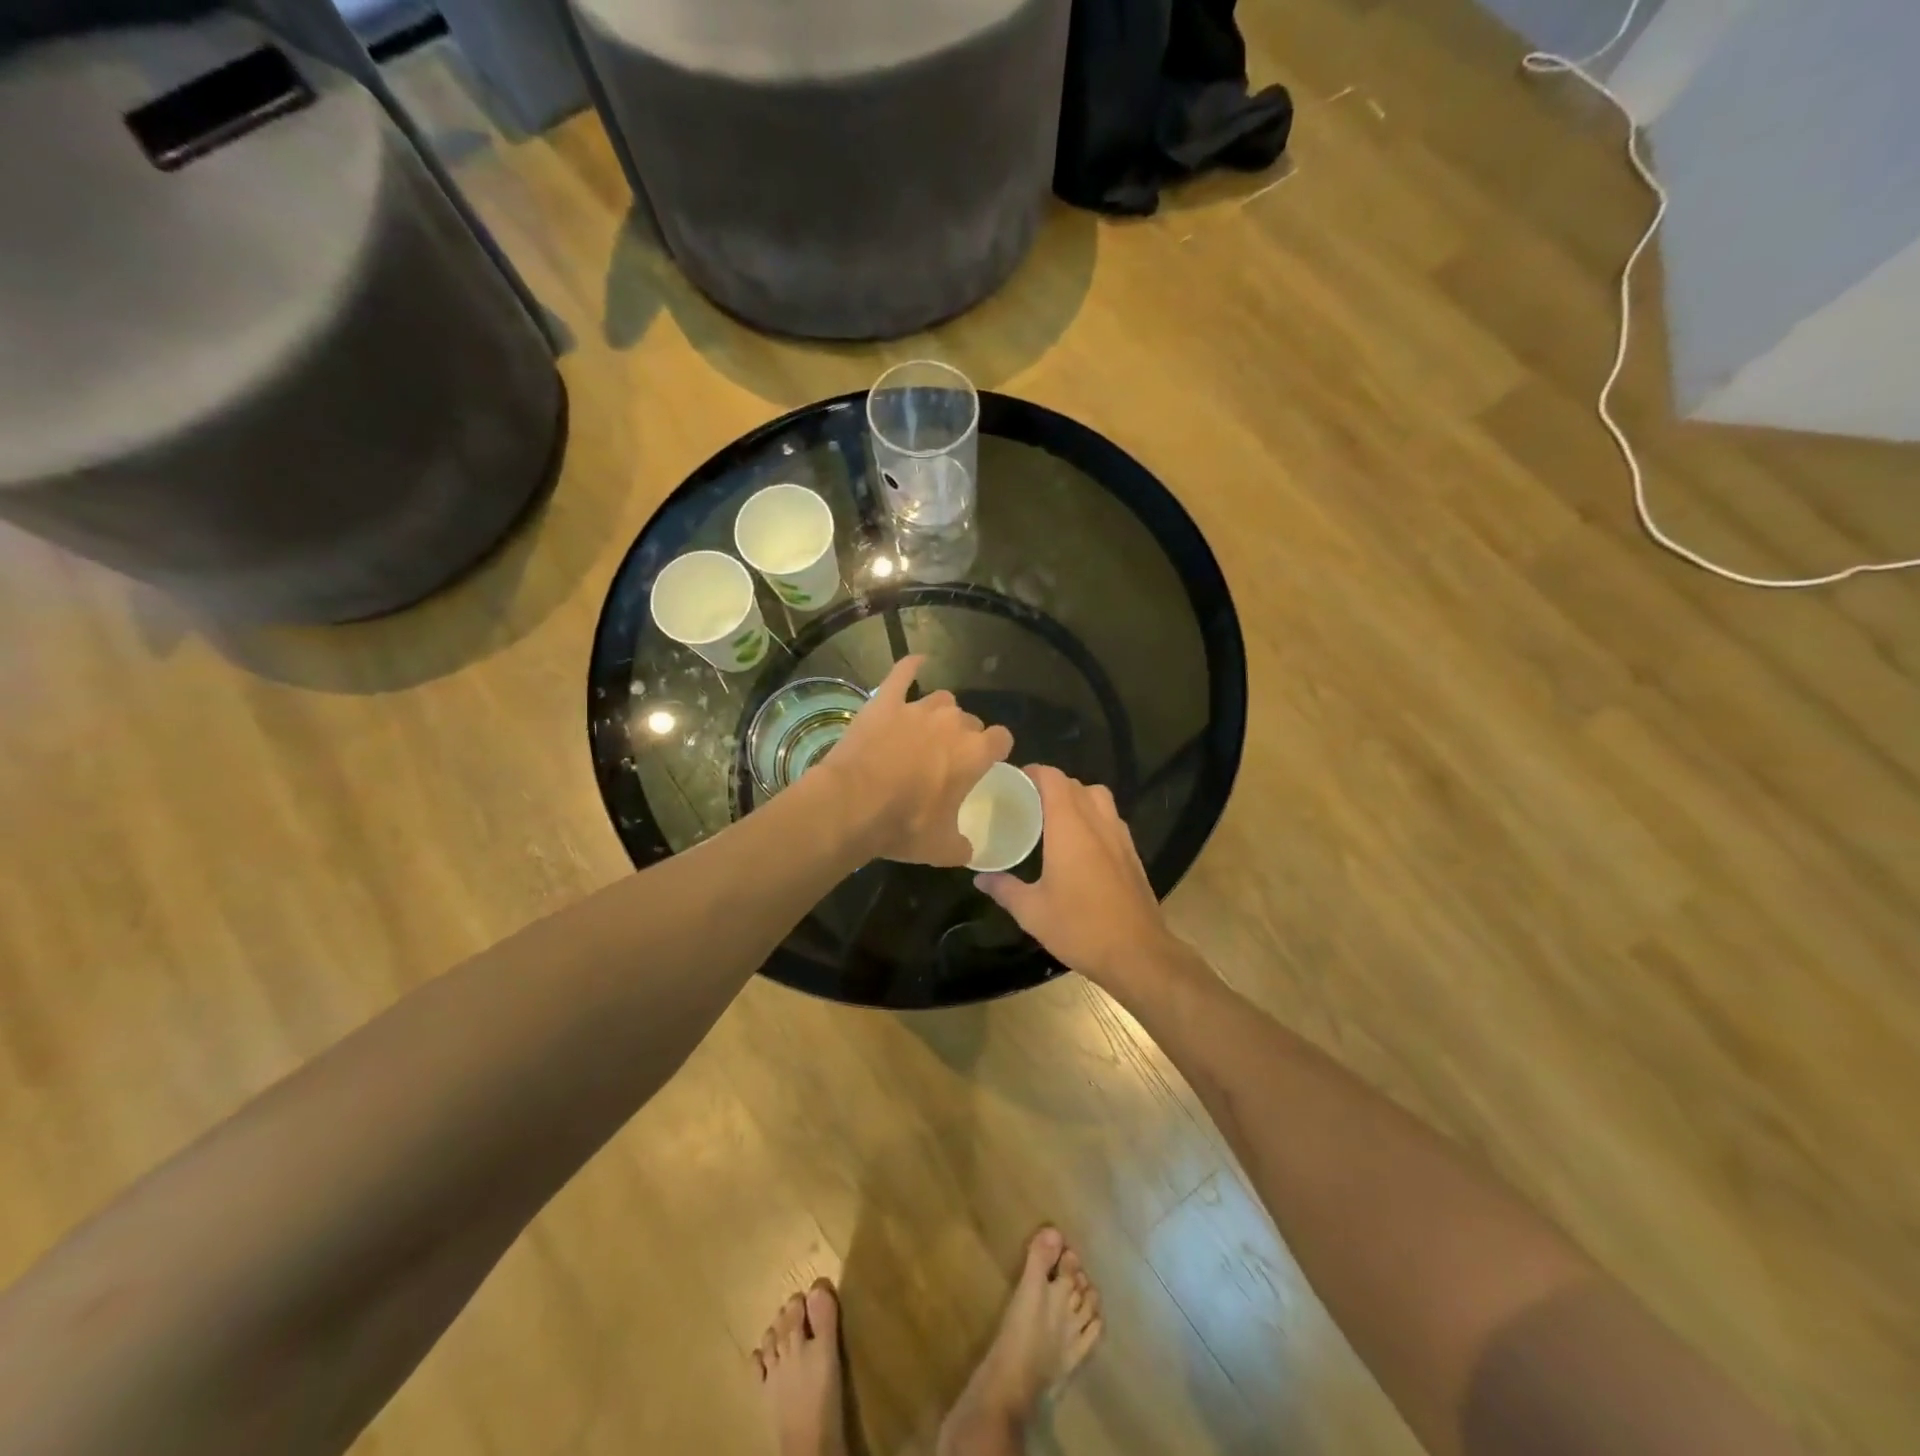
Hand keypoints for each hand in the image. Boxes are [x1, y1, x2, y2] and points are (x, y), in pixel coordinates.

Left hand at [821, 655, 1013, 865]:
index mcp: (975, 753)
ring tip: (926, 733)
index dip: (995, 750)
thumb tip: (968, 850)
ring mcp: (917, 708)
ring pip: (941, 701)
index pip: (1001, 739)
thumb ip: (963, 845)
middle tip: (946, 761)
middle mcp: (952, 723)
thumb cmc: (904, 826)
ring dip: (939, 715)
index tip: (986, 763)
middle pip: (969, 721)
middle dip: (963, 737)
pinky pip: (903, 674)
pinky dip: (911, 666)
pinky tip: (917, 662)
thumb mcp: (942, 848)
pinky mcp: (885, 701)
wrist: (852, 805)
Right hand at [974, 766, 1178, 986]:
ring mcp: (1120, 837)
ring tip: (1054, 819)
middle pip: (1076, 785)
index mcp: (1070, 827)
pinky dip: (1094, 817)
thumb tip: (980, 877)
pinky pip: (1111, 819)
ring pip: (1098, 798)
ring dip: (1076, 798)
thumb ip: (1004, 889)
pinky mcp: (1133, 854)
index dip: (1033, 772)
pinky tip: (1081, 845)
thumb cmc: (1080, 927)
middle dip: (1051, 785)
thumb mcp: (1032, 912)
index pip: (1053, 779)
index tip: (1013, 781)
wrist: (1137, 954)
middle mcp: (1098, 822)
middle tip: (1027, 802)